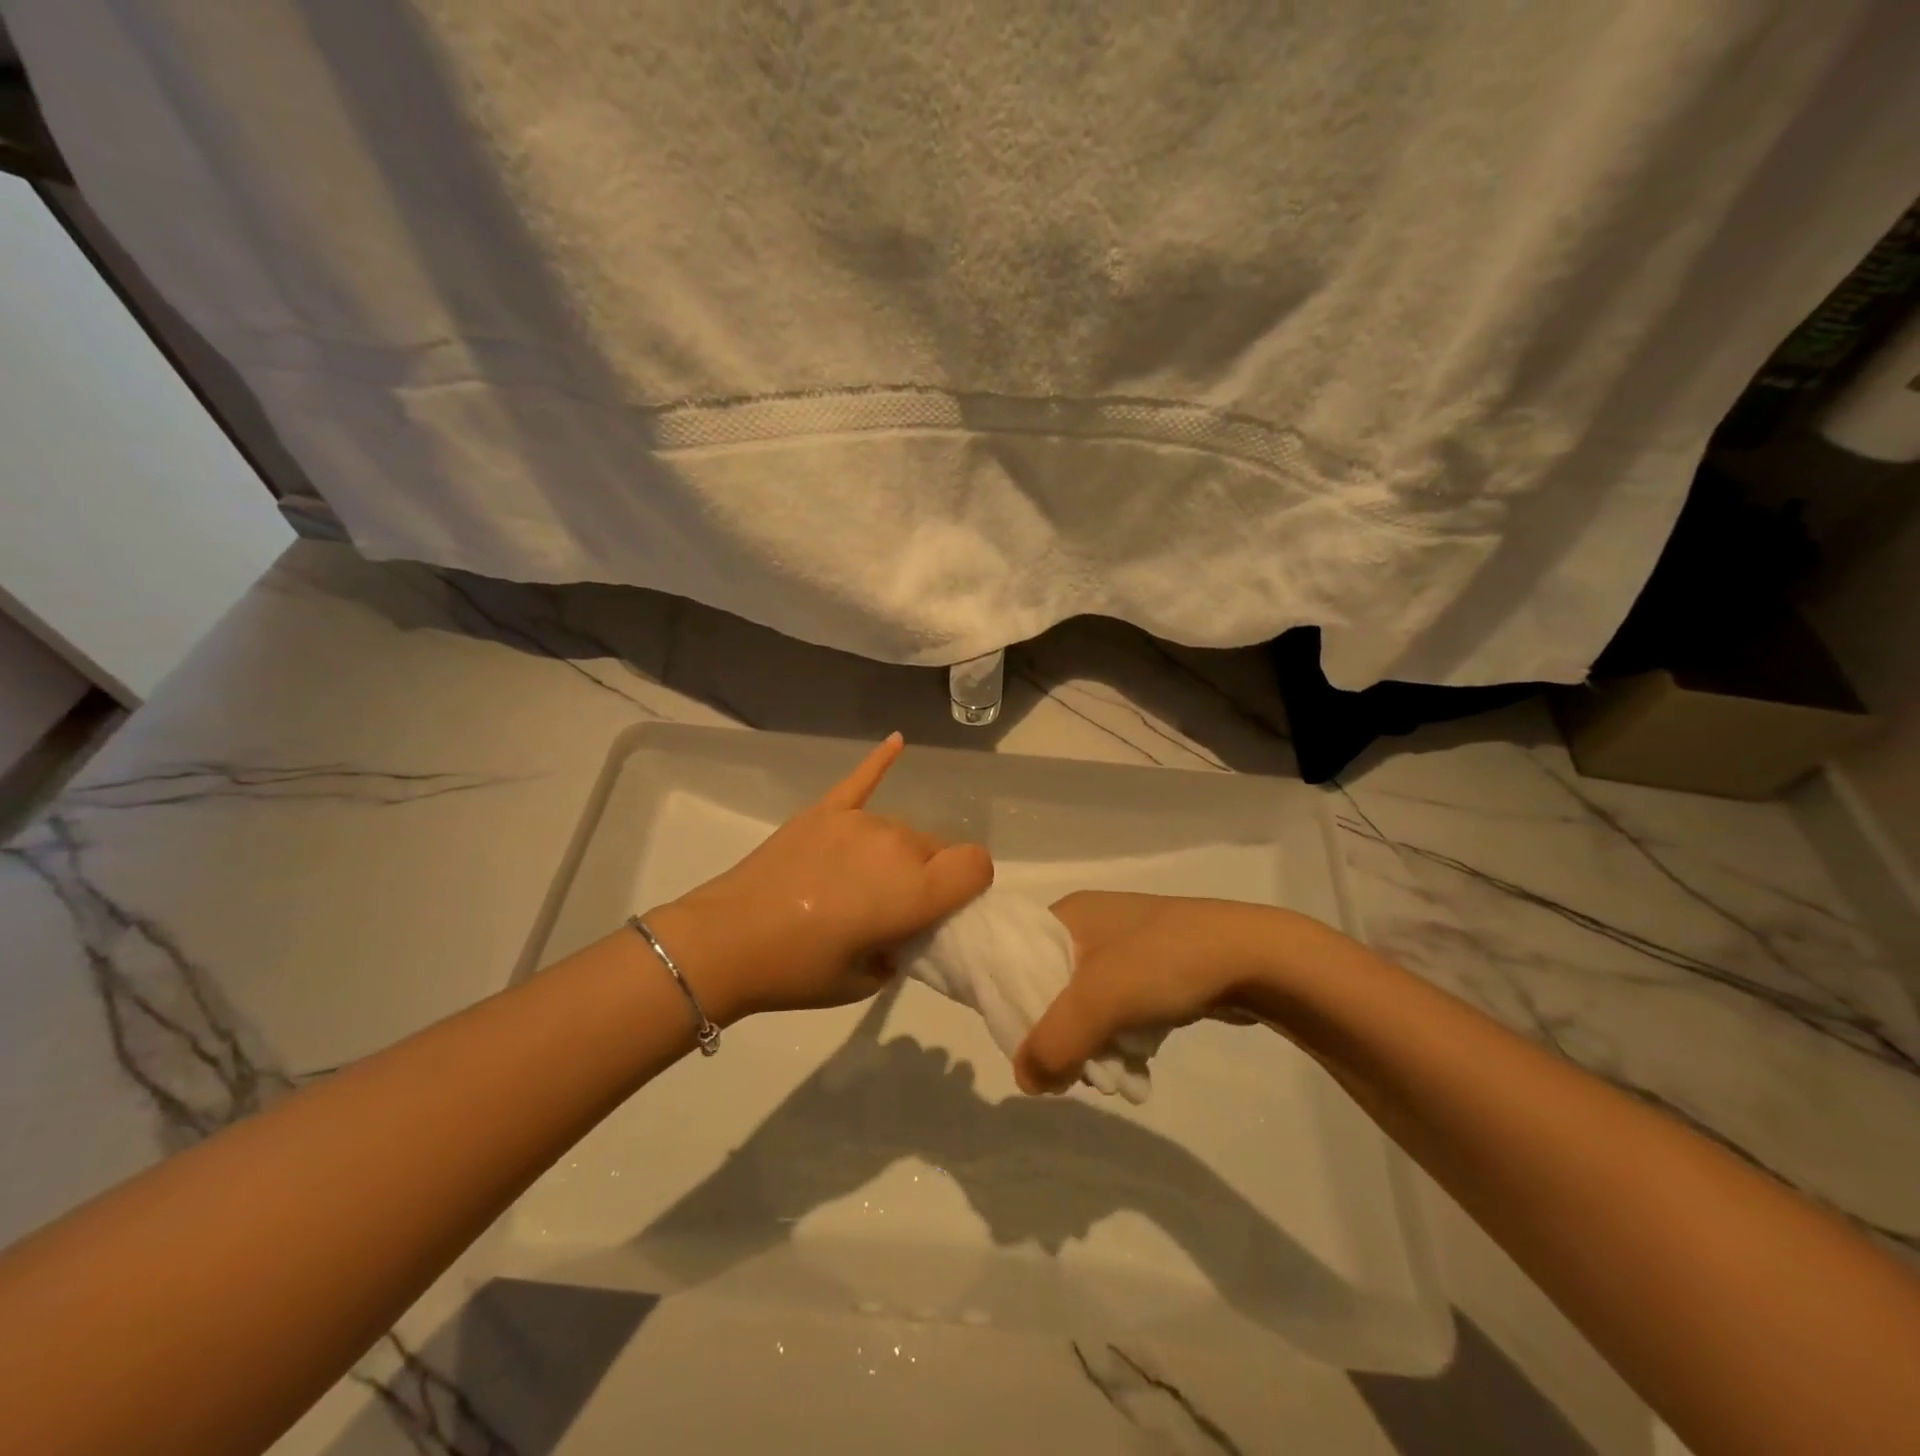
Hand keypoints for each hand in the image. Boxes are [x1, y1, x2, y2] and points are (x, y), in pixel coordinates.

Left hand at [649, 734, 993, 1021]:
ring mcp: (858, 822)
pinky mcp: (825, 811)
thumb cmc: (798, 971)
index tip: (950, 906)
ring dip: (897, 853)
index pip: (975, 865)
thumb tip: (902, 929)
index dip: (972, 885)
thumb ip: (901, 948)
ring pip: (903, 829)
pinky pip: (861, 780)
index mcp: (914, 890)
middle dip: (930, 875)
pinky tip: (897, 740)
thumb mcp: (866, 980)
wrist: (724, 942)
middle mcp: (896, 845)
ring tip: (859, 882)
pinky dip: (880, 761)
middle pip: (938, 848)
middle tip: (893, 908)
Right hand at [1013, 892, 1316, 1093]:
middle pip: (1049, 986)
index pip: (1015, 958)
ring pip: (1086, 1003)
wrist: (1255, 957)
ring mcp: (1124, 947)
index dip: (1011, 1002)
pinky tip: (1135, 1065)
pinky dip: (1119, 1037)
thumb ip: (1053, 1043)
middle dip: (1058, 1032)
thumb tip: (1025, 1082)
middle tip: (1071, 1069)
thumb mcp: (1099, 1000)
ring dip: (1092, 1042)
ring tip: (1110, 1075)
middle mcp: (1090, 925)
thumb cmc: (1166, 962)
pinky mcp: (1153, 970)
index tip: (1023, 1045)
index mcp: (1068, 914)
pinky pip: (1118, 1008)